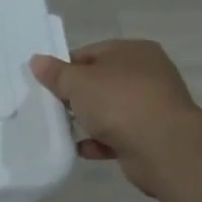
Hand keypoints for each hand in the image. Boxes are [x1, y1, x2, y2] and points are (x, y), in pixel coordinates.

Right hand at [29, 40, 201, 196]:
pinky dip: (99, 142)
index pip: (91, 53)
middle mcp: (147, 75)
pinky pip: (117, 135)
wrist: (164, 148)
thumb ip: (55, 73)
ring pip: (109, 110)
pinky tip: (80, 149)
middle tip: (50, 107)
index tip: (46, 84)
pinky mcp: (150, 135)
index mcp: (133, 52)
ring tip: (61, 129)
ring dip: (87, 120)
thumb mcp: (78, 82)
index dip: (65, 67)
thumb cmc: (119, 102)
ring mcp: (151, 106)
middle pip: (100, 82)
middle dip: (75, 96)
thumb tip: (36, 60)